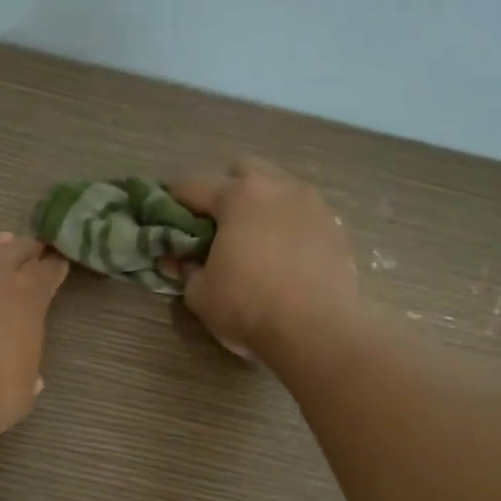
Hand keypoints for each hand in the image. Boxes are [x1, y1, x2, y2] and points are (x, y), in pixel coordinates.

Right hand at [170, 158, 359, 357]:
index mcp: (237, 196)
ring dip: (261, 205)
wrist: (318, 330)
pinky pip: (303, 214)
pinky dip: (289, 226)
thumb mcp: (200, 295)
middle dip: (224, 189)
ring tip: (254, 240)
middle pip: (243, 170)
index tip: (164, 217)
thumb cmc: (249, 307)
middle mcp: (277, 187)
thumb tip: (177, 260)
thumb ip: (185, 270)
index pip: (192, 185)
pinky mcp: (336, 227)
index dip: (172, 200)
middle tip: (216, 224)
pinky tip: (284, 255)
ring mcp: (312, 204)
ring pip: (279, 188)